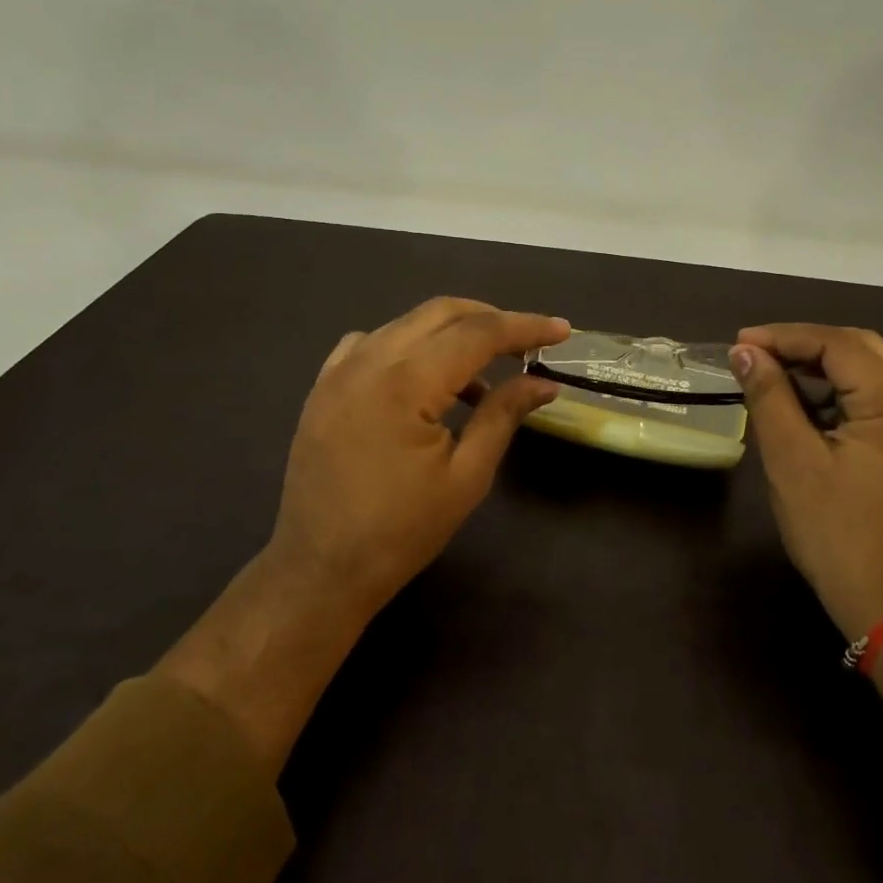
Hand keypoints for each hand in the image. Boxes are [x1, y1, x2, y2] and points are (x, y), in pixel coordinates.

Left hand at [159, 298, 565, 766]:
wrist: (320, 570)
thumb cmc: (401, 531)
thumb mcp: (467, 476)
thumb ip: (503, 415)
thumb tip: (543, 383)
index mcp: (405, 382)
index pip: (477, 333)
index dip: (524, 327)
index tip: (561, 330)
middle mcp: (368, 360)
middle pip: (440, 313)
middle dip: (490, 318)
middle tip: (526, 343)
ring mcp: (338, 370)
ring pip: (406, 323)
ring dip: (450, 332)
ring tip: (483, 370)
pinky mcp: (323, 386)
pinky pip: (371, 342)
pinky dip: (408, 345)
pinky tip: (423, 378)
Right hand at [731, 324, 882, 639]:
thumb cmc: (835, 532)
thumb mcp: (791, 460)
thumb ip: (769, 396)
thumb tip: (744, 352)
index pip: (838, 345)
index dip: (785, 337)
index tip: (739, 344)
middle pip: (860, 349)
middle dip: (804, 345)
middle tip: (755, 355)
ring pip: (869, 372)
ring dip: (820, 368)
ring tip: (772, 377)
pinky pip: (875, 400)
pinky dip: (837, 394)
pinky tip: (803, 407)